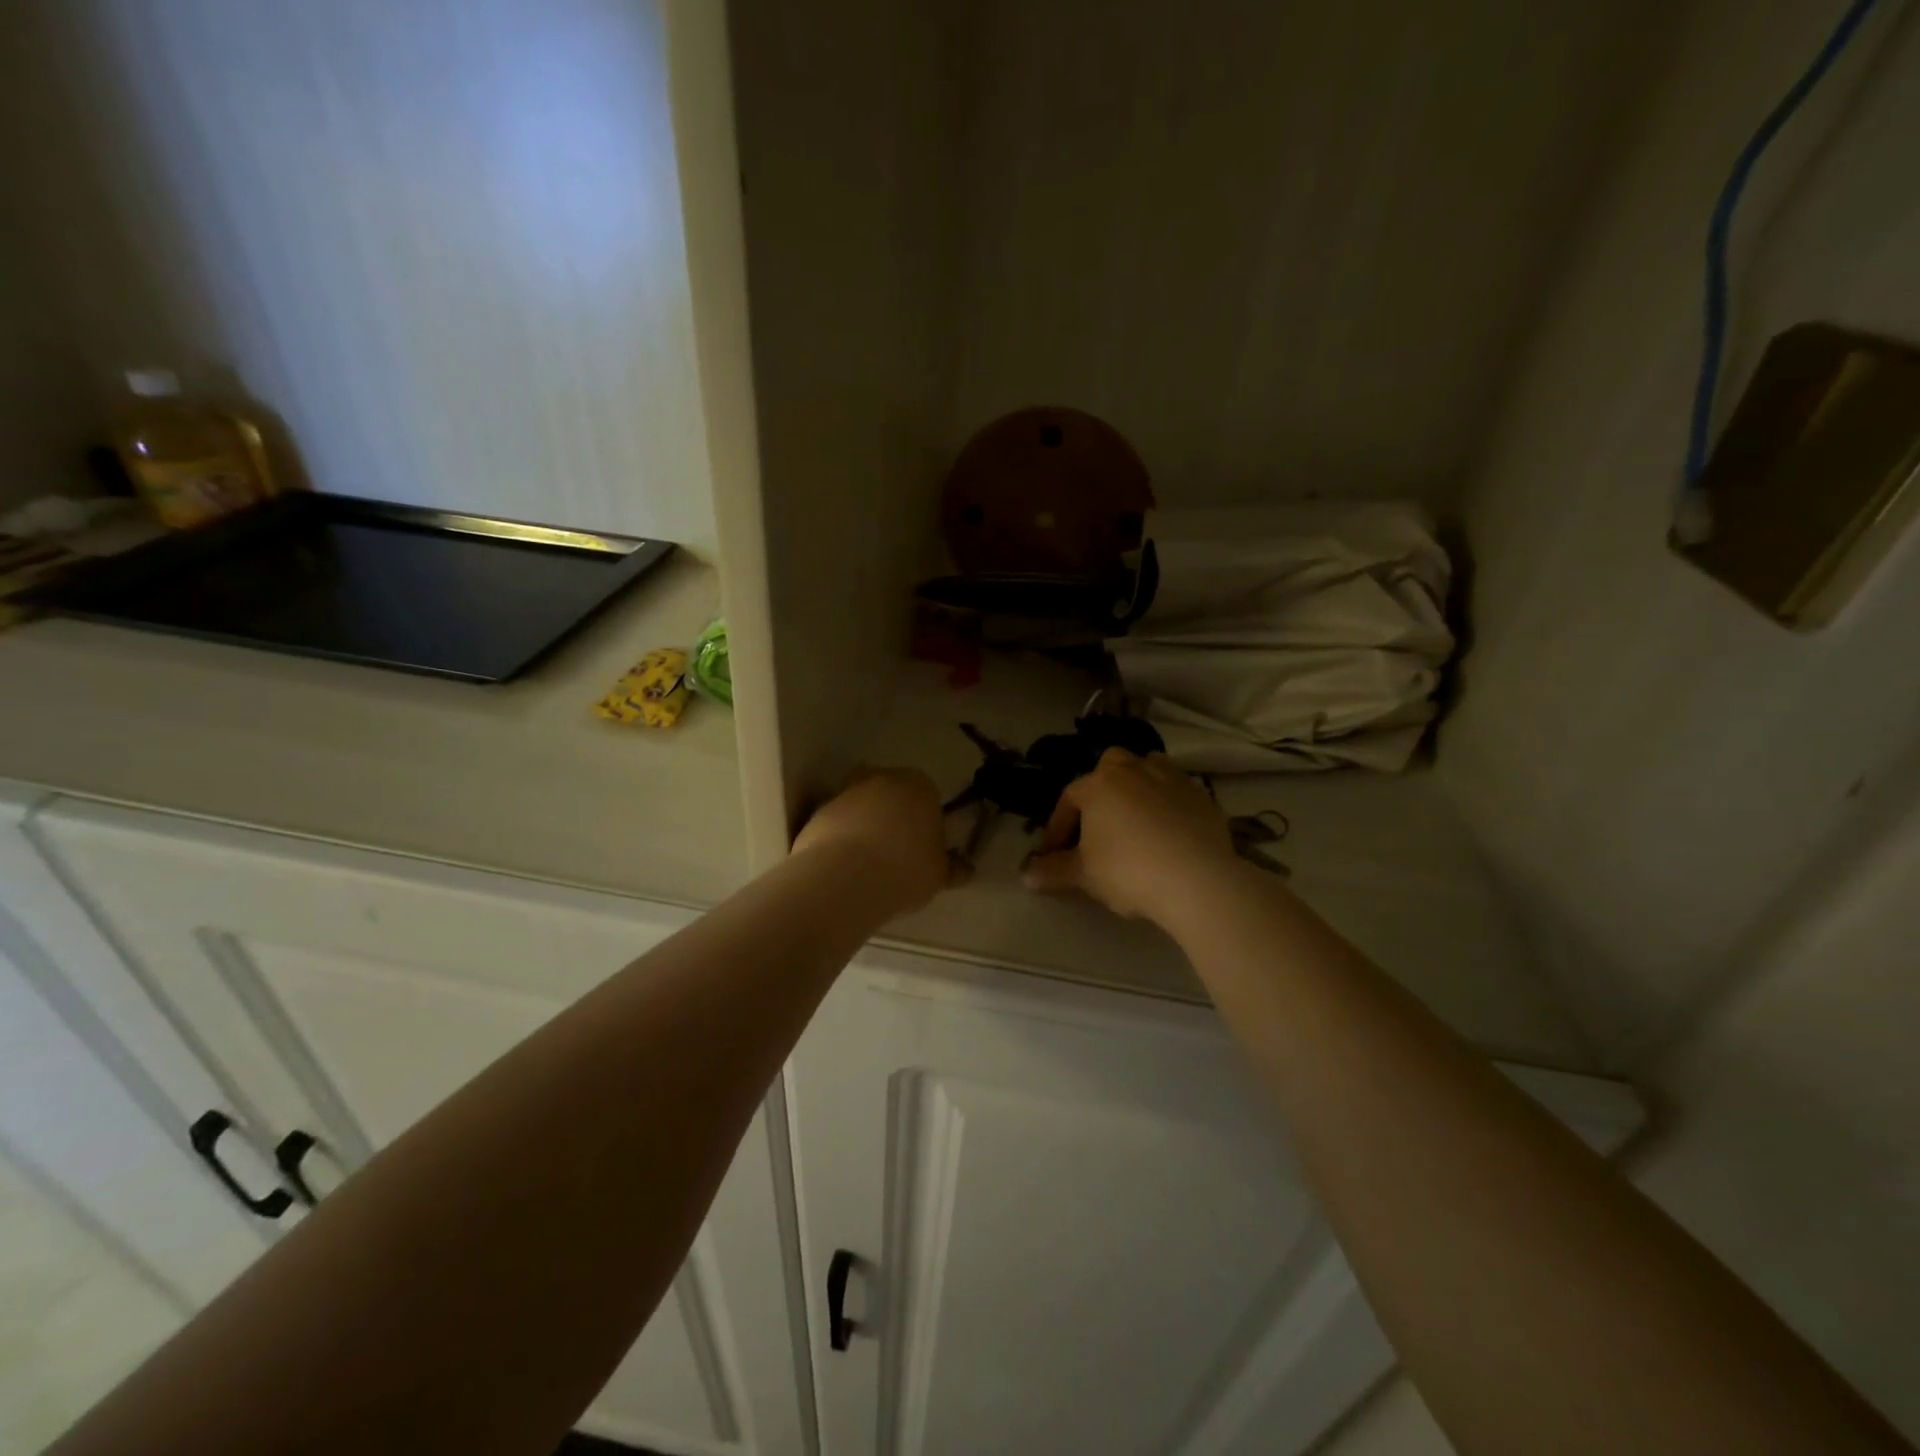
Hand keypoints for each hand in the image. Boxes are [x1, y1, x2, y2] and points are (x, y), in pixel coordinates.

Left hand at [792, 767, 954, 914]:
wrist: (843, 878)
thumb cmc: (905, 870)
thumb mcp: (939, 875)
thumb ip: (953, 868)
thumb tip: (965, 869)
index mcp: (918, 785)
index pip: (928, 794)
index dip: (927, 819)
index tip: (925, 846)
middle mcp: (881, 779)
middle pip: (892, 793)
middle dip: (894, 815)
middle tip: (898, 851)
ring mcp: (845, 793)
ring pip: (862, 806)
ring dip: (866, 825)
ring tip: (869, 863)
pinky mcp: (818, 812)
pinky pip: (838, 823)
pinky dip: (841, 838)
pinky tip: (846, 867)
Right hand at [1024, 749, 1238, 926]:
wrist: (1197, 879)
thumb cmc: (1128, 871)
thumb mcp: (1083, 876)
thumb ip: (1053, 872)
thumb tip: (1027, 875)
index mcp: (1098, 785)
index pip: (1068, 800)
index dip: (1057, 827)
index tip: (1053, 854)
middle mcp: (1132, 770)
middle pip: (1109, 767)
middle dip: (1099, 790)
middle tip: (1096, 824)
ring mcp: (1171, 777)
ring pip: (1146, 768)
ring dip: (1136, 786)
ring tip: (1133, 817)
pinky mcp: (1201, 794)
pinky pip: (1175, 790)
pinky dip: (1167, 803)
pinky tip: (1167, 830)